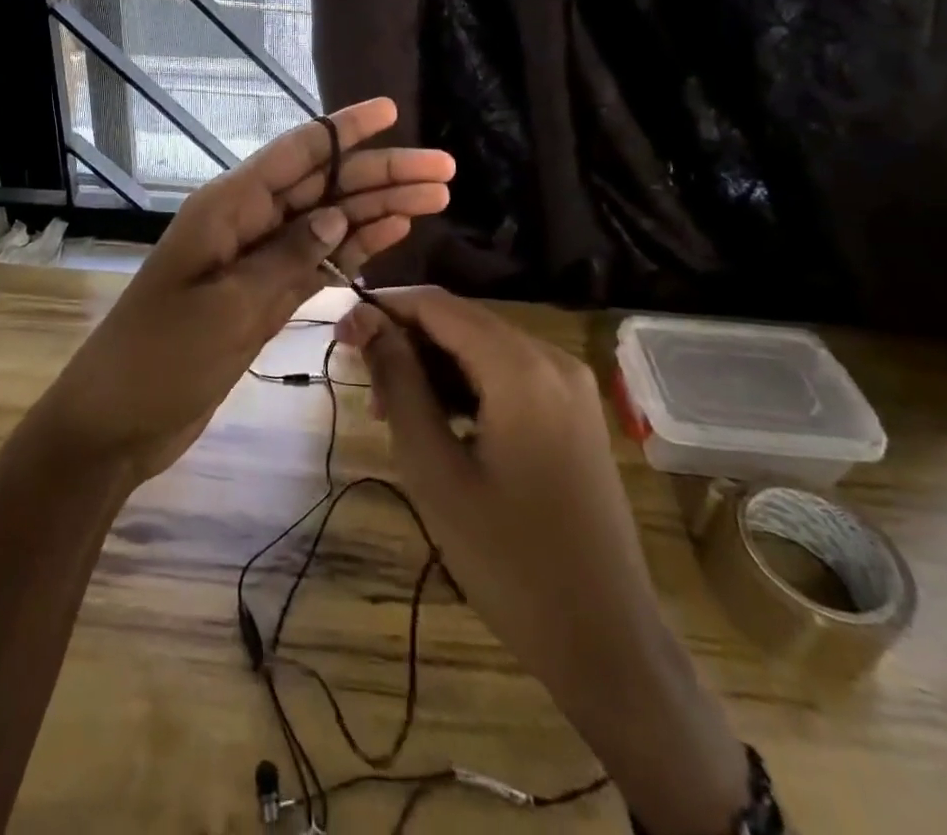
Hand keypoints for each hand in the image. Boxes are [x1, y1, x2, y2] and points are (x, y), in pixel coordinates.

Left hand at [32, 99, 453, 484]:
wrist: (117, 422)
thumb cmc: (160, 358)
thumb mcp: (226, 307)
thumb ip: (284, 258)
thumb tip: (335, 215)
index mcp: (227, 208)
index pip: (295, 153)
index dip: (344, 130)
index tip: (390, 110)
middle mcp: (246, 223)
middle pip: (322, 186)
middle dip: (380, 174)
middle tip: (444, 169)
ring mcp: (256, 261)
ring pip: (326, 222)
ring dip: (377, 209)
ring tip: (436, 198)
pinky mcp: (264, 297)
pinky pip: (316, 263)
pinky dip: (353, 248)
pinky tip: (393, 234)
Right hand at [339, 289, 750, 834]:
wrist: (606, 640)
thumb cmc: (508, 560)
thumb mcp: (435, 470)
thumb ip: (399, 383)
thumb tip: (365, 322)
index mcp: (521, 368)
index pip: (437, 305)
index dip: (384, 308)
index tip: (340, 334)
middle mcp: (552, 359)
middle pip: (462, 321)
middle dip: (406, 338)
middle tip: (361, 379)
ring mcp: (571, 384)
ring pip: (483, 346)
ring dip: (433, 364)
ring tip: (391, 410)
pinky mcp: (575, 410)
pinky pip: (509, 373)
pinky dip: (467, 383)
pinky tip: (439, 420)